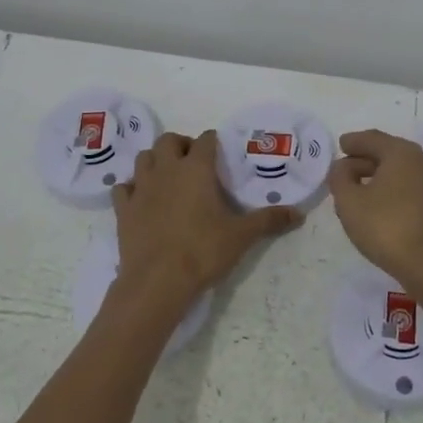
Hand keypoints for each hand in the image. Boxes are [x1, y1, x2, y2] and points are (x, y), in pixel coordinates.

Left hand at [111, 130, 300, 318]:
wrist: (157, 282)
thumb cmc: (202, 252)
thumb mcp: (241, 236)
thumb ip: (268, 220)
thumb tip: (298, 214)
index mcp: (196, 169)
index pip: (205, 140)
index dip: (213, 143)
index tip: (221, 154)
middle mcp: (166, 170)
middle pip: (169, 140)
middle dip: (181, 146)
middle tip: (194, 164)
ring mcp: (141, 188)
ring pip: (144, 158)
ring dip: (156, 161)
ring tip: (168, 177)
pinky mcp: (123, 209)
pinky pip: (123, 187)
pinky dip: (132, 188)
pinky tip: (142, 200)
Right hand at [328, 129, 422, 298]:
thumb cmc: (387, 228)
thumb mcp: (349, 202)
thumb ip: (339, 178)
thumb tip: (344, 167)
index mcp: (401, 152)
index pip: (372, 139)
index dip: (353, 141)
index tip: (341, 145)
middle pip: (389, 152)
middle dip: (366, 159)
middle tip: (345, 170)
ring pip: (403, 171)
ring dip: (381, 176)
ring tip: (361, 190)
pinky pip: (413, 186)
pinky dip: (395, 189)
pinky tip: (383, 205)